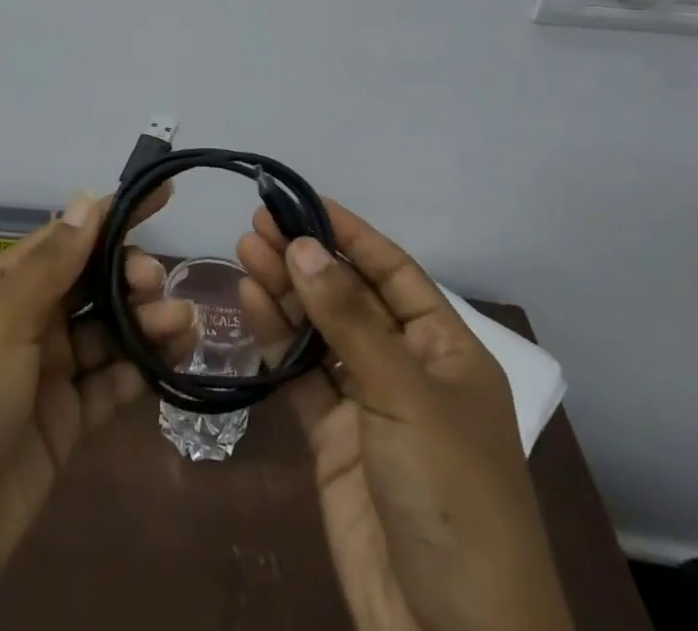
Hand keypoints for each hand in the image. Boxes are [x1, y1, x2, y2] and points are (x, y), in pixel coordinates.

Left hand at [0, 190, 194, 630]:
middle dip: (130, 275)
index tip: (164, 194)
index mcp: (0, 287)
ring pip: (106, 333)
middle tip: (158, 287)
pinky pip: (108, 386)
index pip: (67, 237)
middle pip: (90, 283)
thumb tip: (88, 200)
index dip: (114, 215)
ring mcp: (43, 376)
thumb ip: (52, 263)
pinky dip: (139, 371)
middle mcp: (24, 322)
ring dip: (145, 322)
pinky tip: (170, 362)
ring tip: (186, 325)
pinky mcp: (61, 426)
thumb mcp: (1, 323)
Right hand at [238, 202, 570, 630]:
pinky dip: (275, 340)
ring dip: (285, 291)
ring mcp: (367, 405)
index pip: (393, 271)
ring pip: (319, 331)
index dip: (349, 233)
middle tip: (257, 222)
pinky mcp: (333, 440)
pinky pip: (300, 375)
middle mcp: (406, 368)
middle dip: (307, 258)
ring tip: (246, 250)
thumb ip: (348, 321)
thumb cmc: (451, 498)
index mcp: (446, 351)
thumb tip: (301, 246)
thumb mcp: (405, 398)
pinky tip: (251, 303)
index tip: (302, 200)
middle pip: (349, 296)